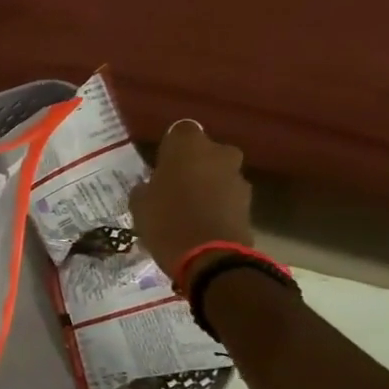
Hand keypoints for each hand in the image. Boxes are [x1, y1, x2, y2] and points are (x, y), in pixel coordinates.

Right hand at [128, 120, 253, 282]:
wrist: (210, 257)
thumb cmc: (166, 221)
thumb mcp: (139, 204)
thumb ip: (145, 188)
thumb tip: (151, 186)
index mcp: (188, 146)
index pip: (179, 131)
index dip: (170, 147)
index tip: (159, 164)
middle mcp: (218, 153)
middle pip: (204, 152)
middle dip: (192, 165)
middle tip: (172, 186)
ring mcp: (237, 177)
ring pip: (217, 174)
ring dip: (206, 185)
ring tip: (186, 208)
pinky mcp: (248, 202)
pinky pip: (226, 196)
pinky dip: (216, 204)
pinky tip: (199, 222)